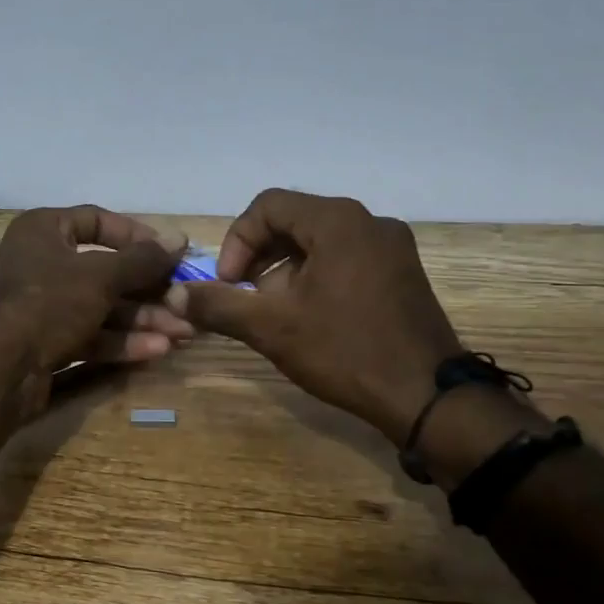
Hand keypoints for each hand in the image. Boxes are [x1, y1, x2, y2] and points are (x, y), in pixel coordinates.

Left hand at [0, 205, 192, 402]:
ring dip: (142, 319)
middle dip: (148, 290)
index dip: (136, 235)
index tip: (170, 252)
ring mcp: (43, 307)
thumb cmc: (47, 303)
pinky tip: (157, 350)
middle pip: (105, 271)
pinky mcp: (47, 343)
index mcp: (43, 231)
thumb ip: (142, 260)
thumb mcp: (100, 276)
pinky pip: (90, 335)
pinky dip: (121, 342)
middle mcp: (41, 264)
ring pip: (101, 307)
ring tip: (183, 332)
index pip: (96, 221)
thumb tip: (180, 238)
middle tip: (185, 302)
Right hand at [182, 189, 462, 440]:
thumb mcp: (271, 327)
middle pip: (294, 221)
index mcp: (338, 221)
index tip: (228, 283)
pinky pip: (345, 258)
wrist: (426, 397)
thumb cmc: (344, 351)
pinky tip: (308, 316)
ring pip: (319, 242)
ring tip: (274, 311)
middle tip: (244, 296)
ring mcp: (391, 247)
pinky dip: (315, 277)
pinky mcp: (401, 273)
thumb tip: (177, 295)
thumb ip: (219, 304)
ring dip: (284, 269)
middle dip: (259, 257)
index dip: (237, 241)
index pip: (268, 206)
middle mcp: (368, 222)